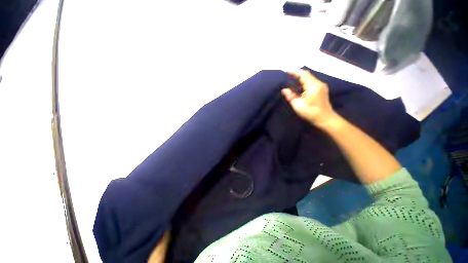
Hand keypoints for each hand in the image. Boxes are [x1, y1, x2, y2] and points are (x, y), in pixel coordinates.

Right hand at [282, 70, 337, 126]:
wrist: (325, 119)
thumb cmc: (311, 112)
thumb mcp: (298, 105)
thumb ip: (291, 96)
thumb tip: (284, 90)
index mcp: (313, 86)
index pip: (303, 74)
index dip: (294, 72)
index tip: (286, 72)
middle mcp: (318, 83)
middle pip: (307, 75)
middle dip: (297, 74)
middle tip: (288, 75)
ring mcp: (321, 87)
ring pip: (309, 79)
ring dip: (300, 79)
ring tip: (292, 80)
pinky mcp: (321, 90)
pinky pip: (311, 83)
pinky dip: (304, 83)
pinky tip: (299, 86)